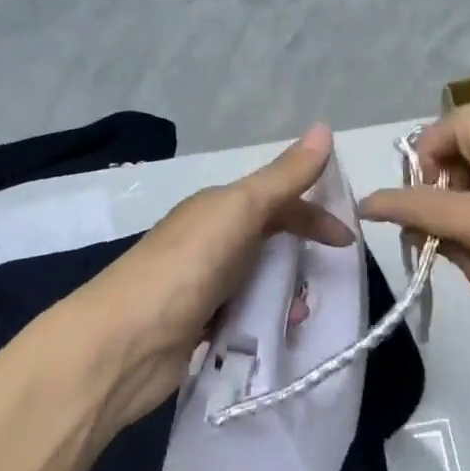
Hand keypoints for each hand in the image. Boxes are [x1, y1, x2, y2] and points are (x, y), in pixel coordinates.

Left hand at [71, 124, 351, 437]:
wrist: (123, 343)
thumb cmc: (187, 266)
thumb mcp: (240, 210)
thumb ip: (284, 177)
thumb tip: (325, 127)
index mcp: (218, 208)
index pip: (277, 201)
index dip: (314, 215)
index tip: (347, 242)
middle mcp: (209, 241)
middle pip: (269, 243)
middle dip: (301, 259)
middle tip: (326, 283)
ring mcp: (201, 285)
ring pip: (258, 282)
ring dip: (284, 295)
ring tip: (298, 316)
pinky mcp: (197, 328)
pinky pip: (243, 318)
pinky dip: (262, 325)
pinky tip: (273, 339)